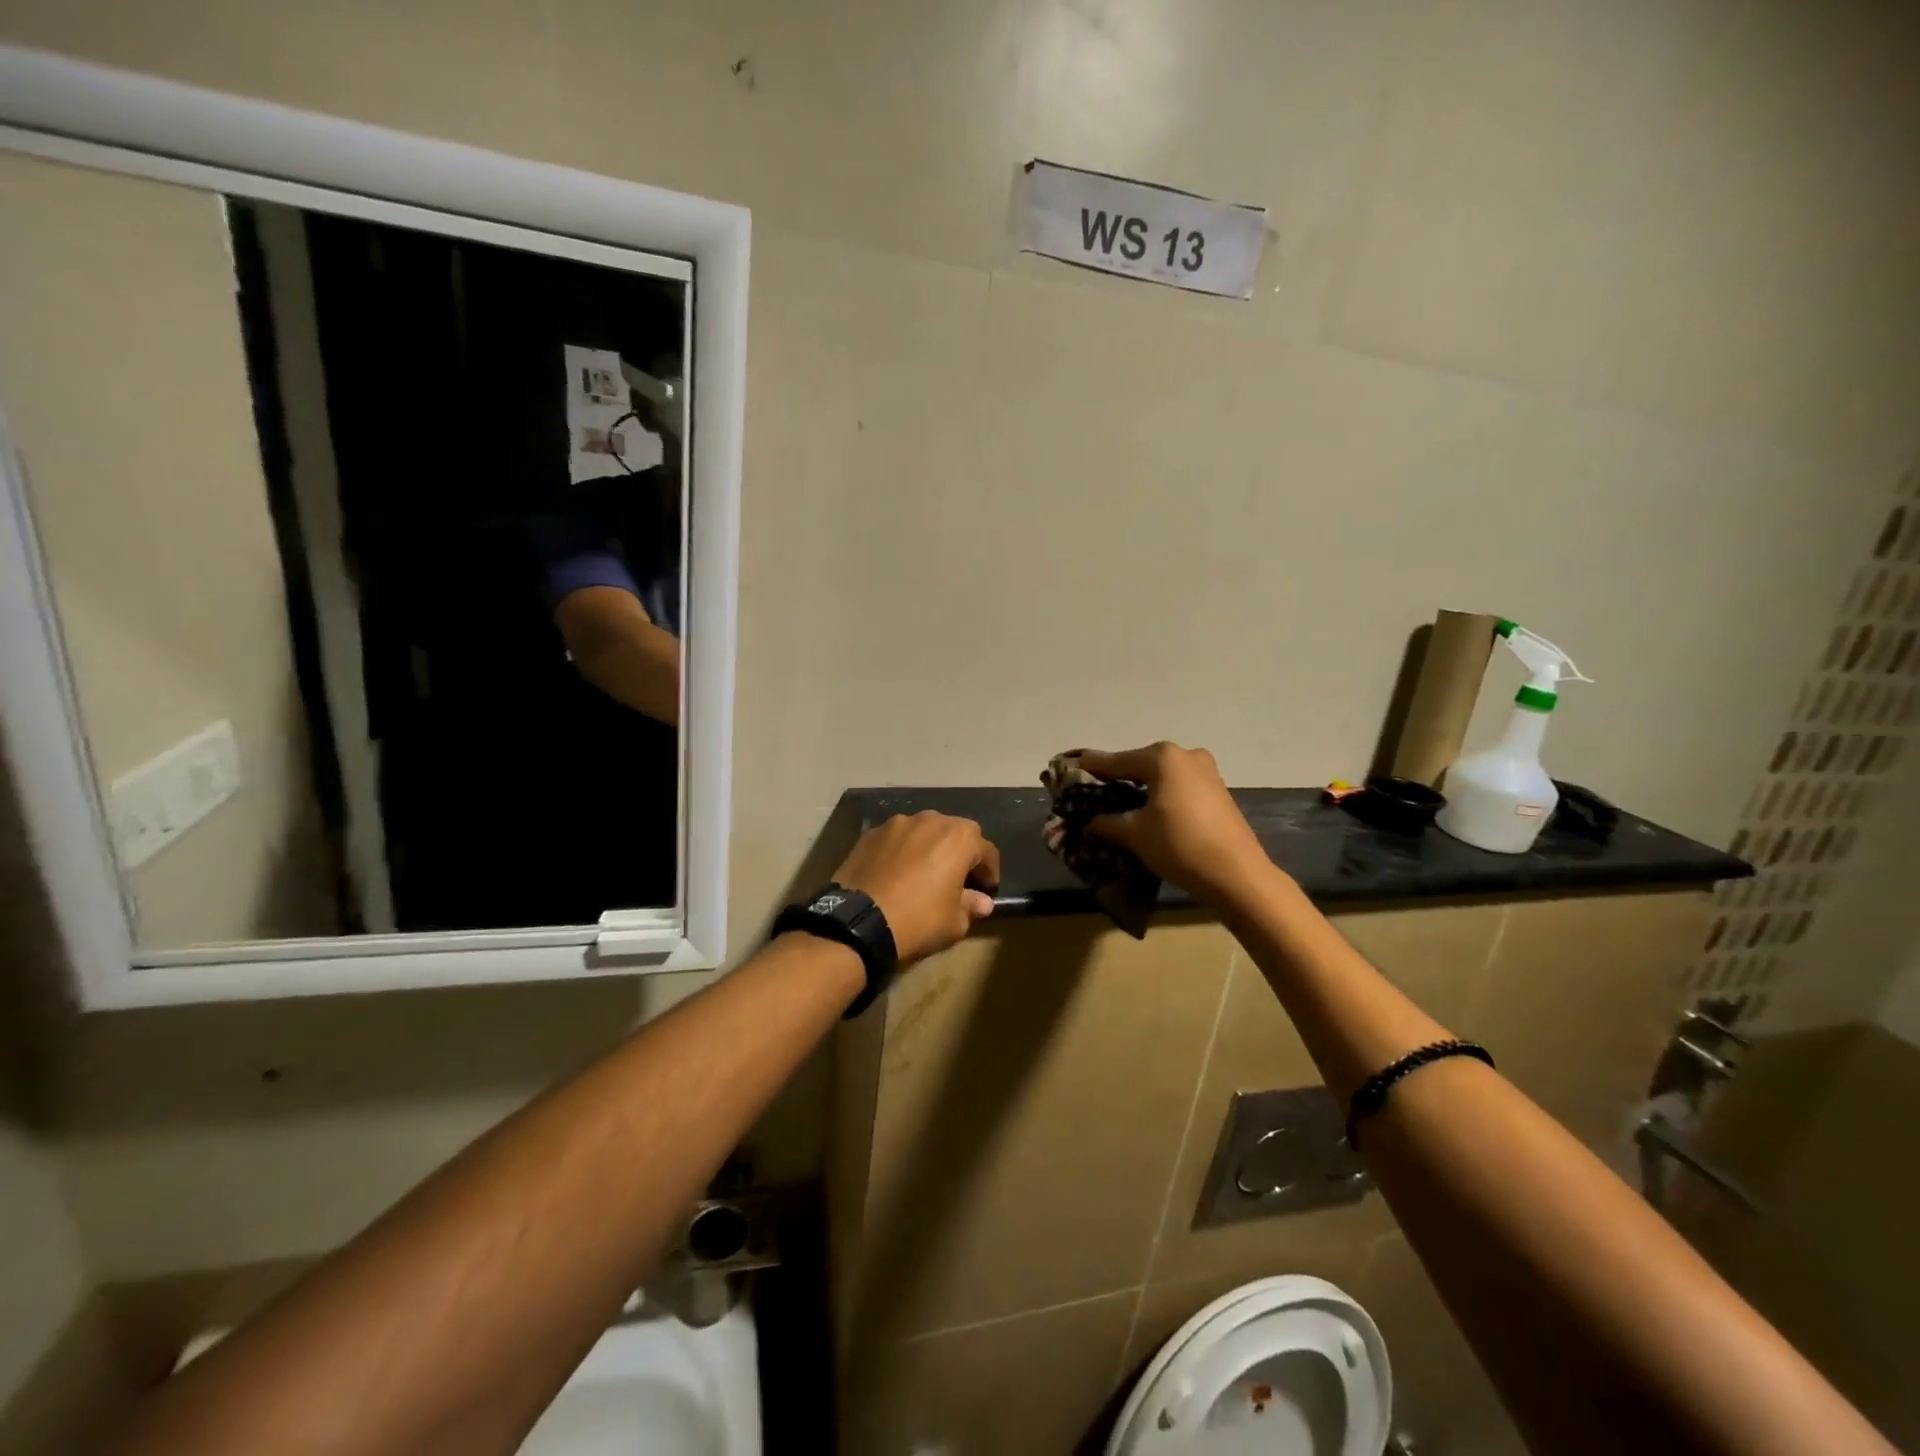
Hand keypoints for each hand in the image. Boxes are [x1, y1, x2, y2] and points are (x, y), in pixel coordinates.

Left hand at [833, 813, 1001, 965]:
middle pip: (955, 834)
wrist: (859, 921)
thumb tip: (982, 902)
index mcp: (959, 837)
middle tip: (956, 880)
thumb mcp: (954, 922)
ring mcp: (897, 823)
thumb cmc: (919, 919)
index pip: (986, 851)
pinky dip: (902, 852)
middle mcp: (931, 820)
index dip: (989, 872)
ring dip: (929, 848)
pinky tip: (895, 874)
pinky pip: (896, 840)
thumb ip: (972, 906)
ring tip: (923, 874)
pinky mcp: (871, 833)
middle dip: (959, 854)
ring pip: (923, 832)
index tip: (986, 890)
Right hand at [1080, 743, 1274, 907]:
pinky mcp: (1218, 792)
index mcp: (1162, 757)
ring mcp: (1207, 772)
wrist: (1237, 874)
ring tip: (1118, 805)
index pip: (1115, 761)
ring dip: (1140, 788)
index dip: (1090, 768)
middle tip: (1093, 792)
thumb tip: (1088, 823)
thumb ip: (1105, 823)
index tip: (1070, 769)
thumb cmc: (1179, 844)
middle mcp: (1185, 755)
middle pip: (1139, 765)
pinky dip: (1160, 796)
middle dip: (1116, 778)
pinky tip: (1149, 812)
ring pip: (1161, 776)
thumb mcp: (1133, 834)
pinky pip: (1178, 787)